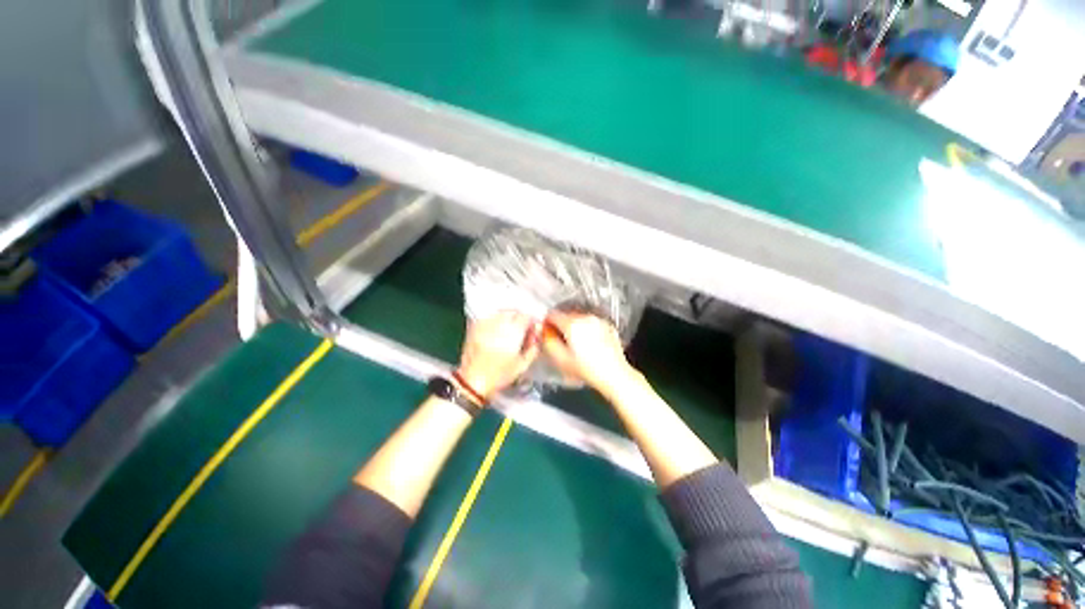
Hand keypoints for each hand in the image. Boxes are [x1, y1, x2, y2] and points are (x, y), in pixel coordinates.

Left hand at [456, 311, 540, 400]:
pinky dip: (495, 320)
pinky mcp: (475, 327)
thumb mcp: (523, 365)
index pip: (526, 317)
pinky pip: (489, 317)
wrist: (472, 381)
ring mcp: (485, 324)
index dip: (532, 321)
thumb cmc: (499, 375)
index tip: (533, 328)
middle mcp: (499, 324)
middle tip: (522, 328)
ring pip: (500, 312)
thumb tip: (536, 334)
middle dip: (520, 318)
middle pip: (513, 312)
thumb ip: (533, 347)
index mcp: (512, 333)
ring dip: (508, 317)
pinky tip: (496, 330)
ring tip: (509, 328)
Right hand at [541, 312, 635, 393]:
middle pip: (566, 315)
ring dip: (573, 326)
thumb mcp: (560, 359)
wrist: (615, 374)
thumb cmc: (586, 369)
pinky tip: (589, 343)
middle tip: (559, 340)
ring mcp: (598, 320)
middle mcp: (586, 317)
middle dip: (560, 325)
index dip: (546, 323)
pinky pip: (591, 323)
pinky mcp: (608, 326)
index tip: (546, 332)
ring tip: (575, 343)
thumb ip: (548, 342)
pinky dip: (586, 329)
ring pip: (579, 318)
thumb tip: (543, 331)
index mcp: (572, 324)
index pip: (552, 314)